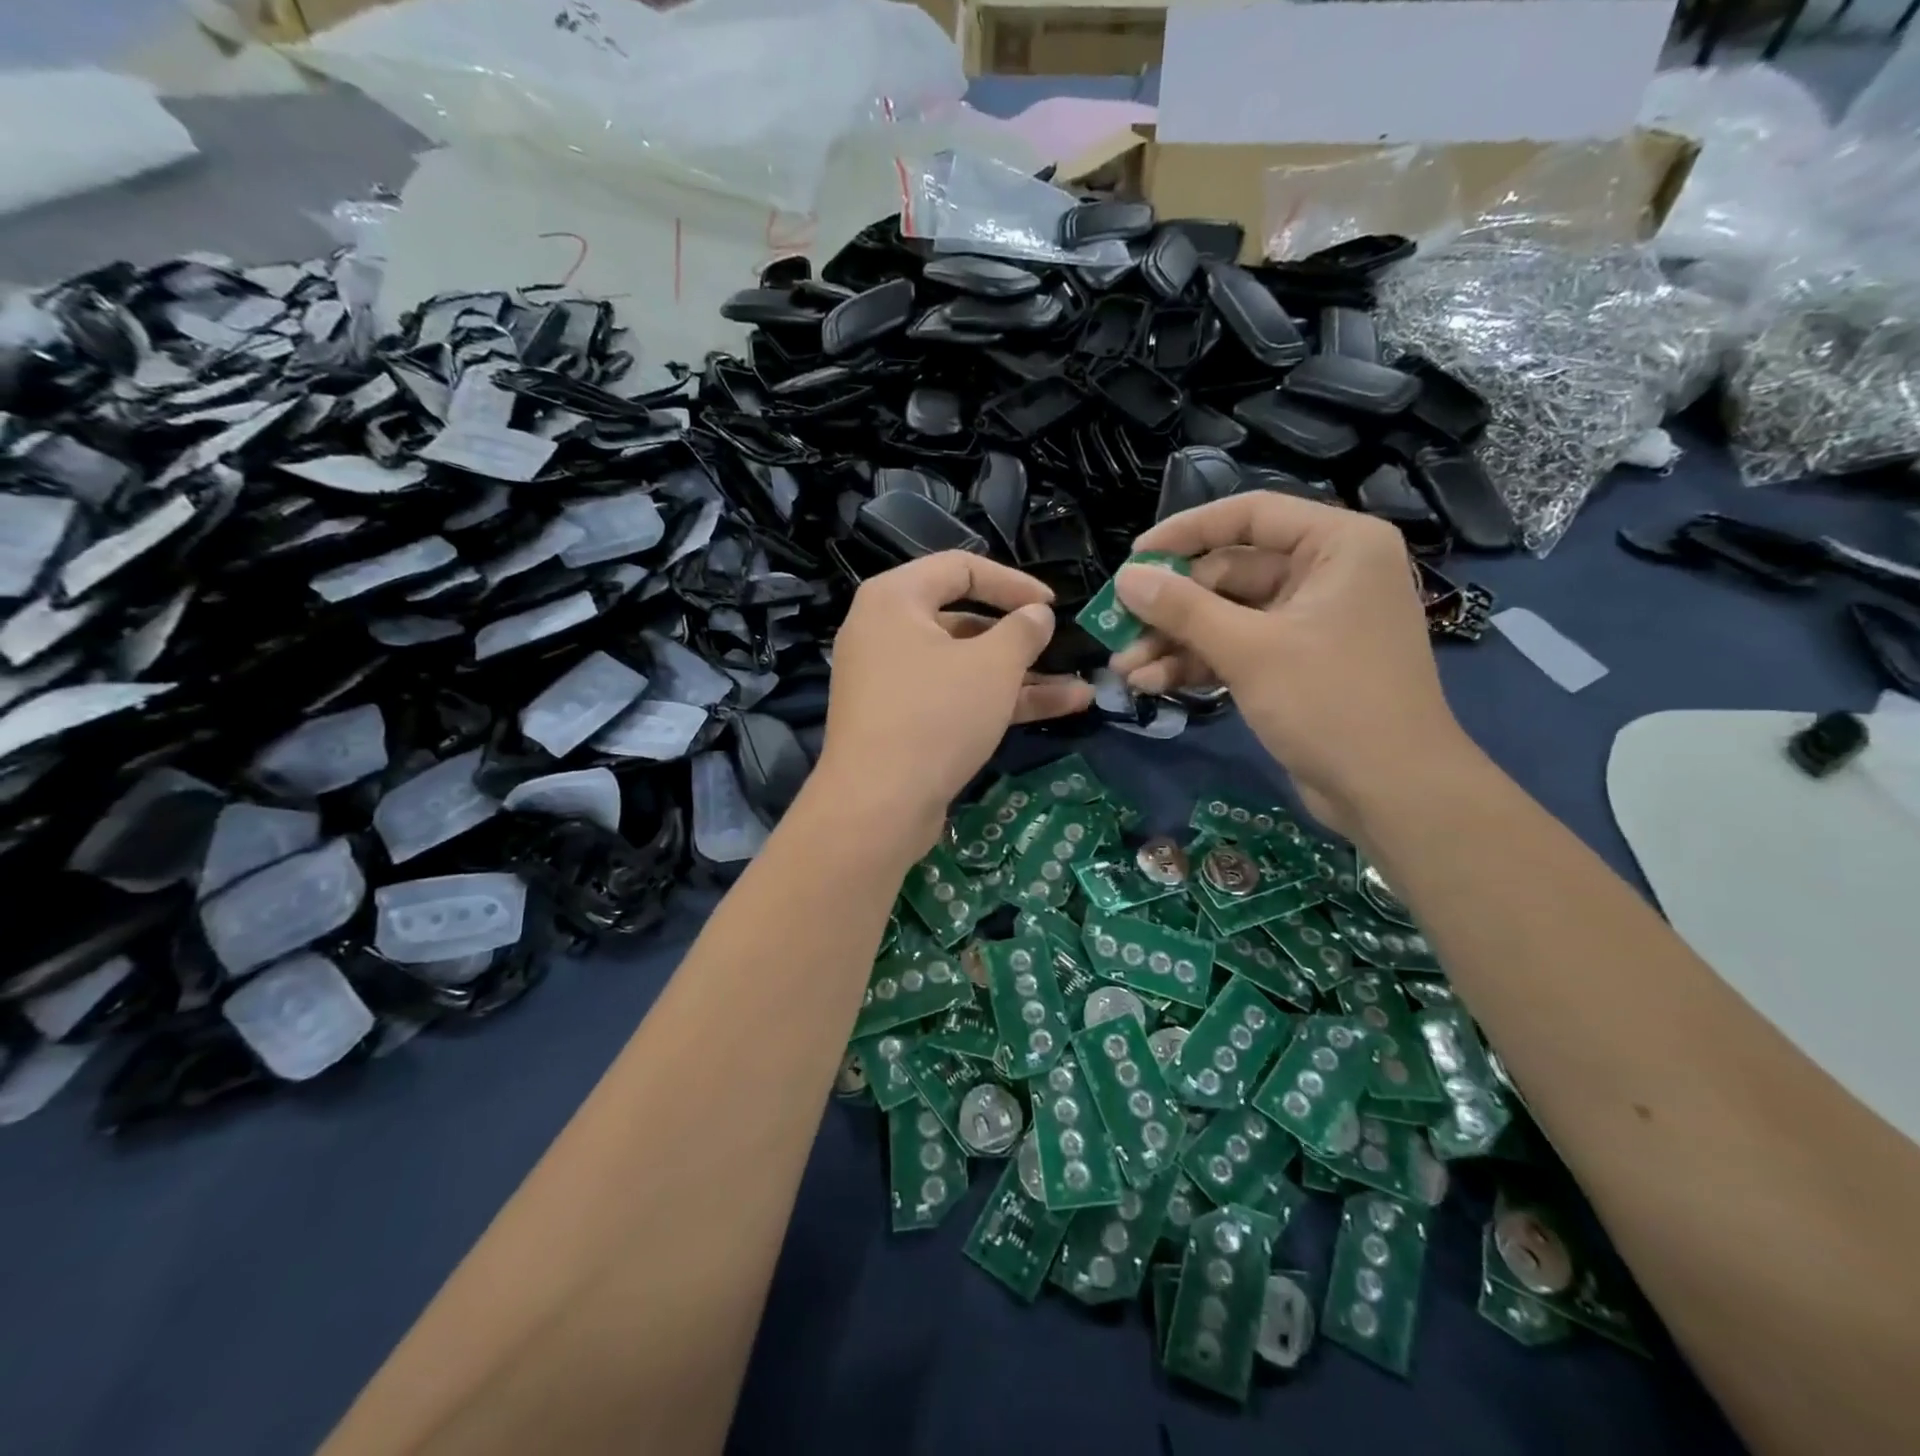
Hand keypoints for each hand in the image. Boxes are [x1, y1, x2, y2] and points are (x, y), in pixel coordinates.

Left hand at [817, 552, 1093, 846]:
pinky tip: (1060, 708)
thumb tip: (1038, 615)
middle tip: (1061, 648)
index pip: (960, 567)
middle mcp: (886, 632)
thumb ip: (1024, 630)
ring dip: (1021, 676)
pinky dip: (999, 701)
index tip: (1053, 603)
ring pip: (965, 666)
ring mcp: (893, 680)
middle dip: (1020, 638)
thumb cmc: (935, 715)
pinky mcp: (903, 721)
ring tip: (1080, 687)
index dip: (1013, 582)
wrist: (878, 806)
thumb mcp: (992, 665)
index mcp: (895, 599)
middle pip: (963, 619)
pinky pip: (956, 697)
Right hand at [1110, 495, 1468, 835]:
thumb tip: (1125, 578)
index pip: (1251, 514)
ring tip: (1124, 669)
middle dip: (1172, 607)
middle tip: (1118, 629)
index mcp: (1338, 545)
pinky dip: (1199, 663)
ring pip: (1228, 615)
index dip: (1186, 532)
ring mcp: (1311, 621)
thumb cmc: (1330, 702)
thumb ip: (1183, 609)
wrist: (1391, 792)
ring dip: (1176, 641)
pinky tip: (1151, 683)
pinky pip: (1239, 647)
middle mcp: (1327, 573)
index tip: (1135, 558)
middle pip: (1231, 571)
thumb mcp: (1249, 650)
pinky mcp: (1298, 662)